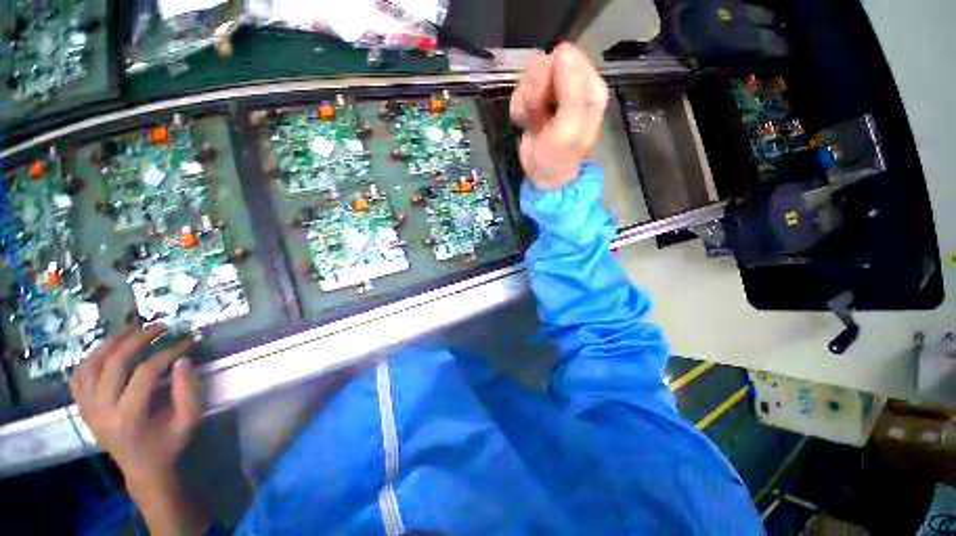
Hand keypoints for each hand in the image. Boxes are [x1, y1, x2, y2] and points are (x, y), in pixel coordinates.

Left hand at [71, 325, 199, 486]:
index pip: (145, 373)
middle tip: (159, 327)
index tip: (186, 341)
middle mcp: (101, 411)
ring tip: (131, 329)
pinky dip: (89, 359)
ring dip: (111, 343)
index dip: (167, 352)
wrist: (142, 469)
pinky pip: (78, 377)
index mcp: (128, 417)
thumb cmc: (168, 444)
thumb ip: (187, 390)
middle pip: (113, 364)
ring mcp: (87, 409)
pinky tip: (105, 351)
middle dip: (137, 340)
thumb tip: (183, 359)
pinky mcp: (83, 408)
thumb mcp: (188, 419)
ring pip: (91, 366)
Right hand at [510, 43, 608, 189]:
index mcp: (589, 87)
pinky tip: (526, 123)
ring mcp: (552, 92)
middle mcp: (572, 85)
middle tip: (538, 115)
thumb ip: (571, 89)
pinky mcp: (536, 101)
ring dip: (526, 103)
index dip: (550, 78)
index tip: (547, 102)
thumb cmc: (558, 157)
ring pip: (529, 77)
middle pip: (544, 64)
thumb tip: (562, 49)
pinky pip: (519, 92)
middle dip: (535, 92)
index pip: (565, 57)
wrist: (542, 177)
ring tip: (533, 122)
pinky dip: (519, 109)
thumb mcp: (568, 128)